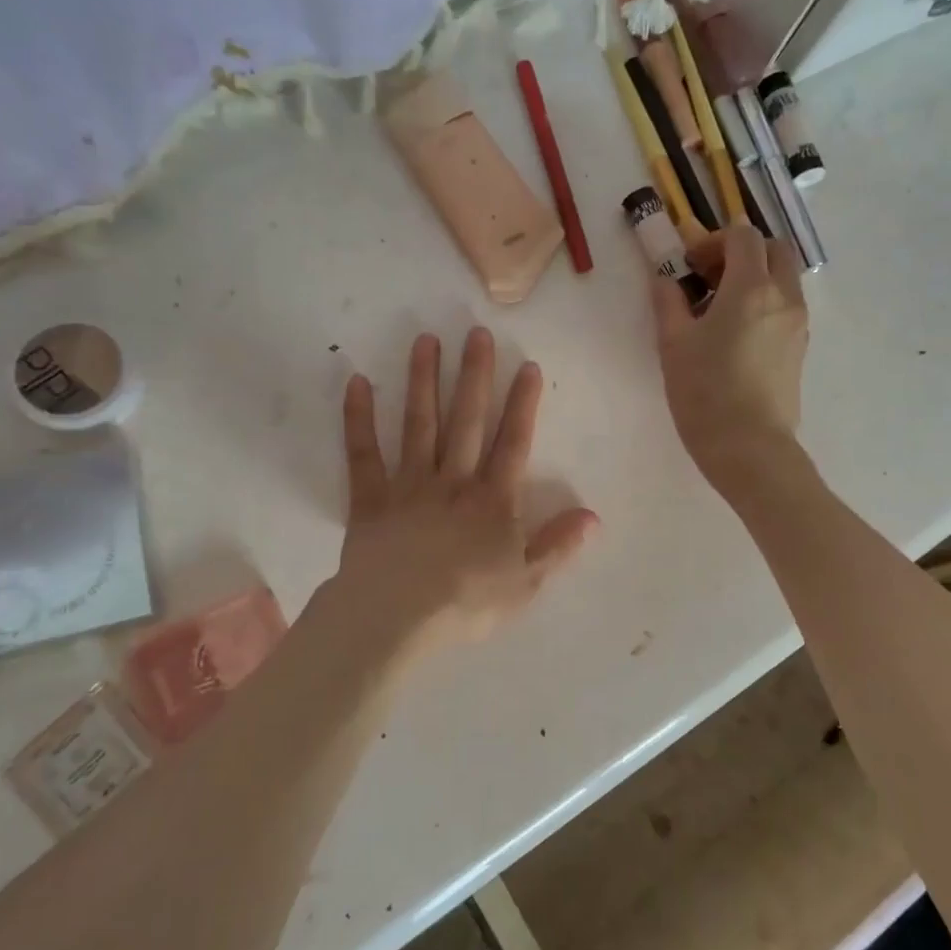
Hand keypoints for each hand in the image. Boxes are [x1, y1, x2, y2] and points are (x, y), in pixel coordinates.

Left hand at [335, 328, 598, 656]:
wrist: (395, 618)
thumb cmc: (465, 602)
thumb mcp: (525, 582)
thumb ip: (558, 546)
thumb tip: (593, 516)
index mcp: (492, 500)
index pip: (513, 443)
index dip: (523, 404)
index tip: (526, 365)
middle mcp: (452, 481)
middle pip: (466, 421)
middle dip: (473, 375)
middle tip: (476, 332)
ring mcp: (408, 486)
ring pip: (418, 425)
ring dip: (423, 381)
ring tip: (425, 340)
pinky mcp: (370, 499)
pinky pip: (363, 454)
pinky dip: (358, 419)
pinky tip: (357, 382)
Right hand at [650, 224, 809, 497]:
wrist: (750, 448)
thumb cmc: (705, 393)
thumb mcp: (674, 344)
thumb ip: (669, 302)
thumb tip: (665, 280)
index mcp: (751, 288)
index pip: (743, 236)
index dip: (714, 241)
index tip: (690, 265)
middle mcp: (784, 297)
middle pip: (775, 249)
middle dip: (743, 252)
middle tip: (710, 278)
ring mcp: (797, 324)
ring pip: (784, 279)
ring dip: (755, 278)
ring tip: (720, 310)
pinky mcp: (800, 348)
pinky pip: (786, 307)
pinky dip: (765, 303)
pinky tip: (736, 335)